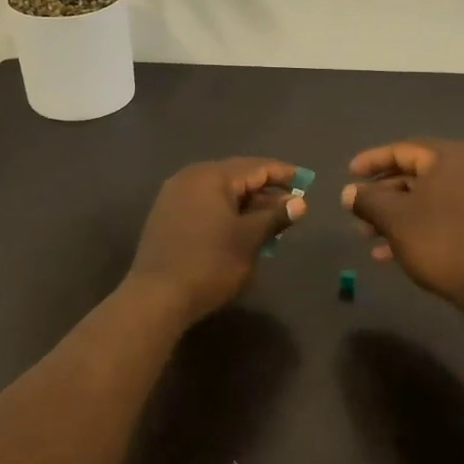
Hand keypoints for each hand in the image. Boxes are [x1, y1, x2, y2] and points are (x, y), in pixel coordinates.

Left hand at [127, 158, 305, 323]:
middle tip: (291, 206)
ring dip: (246, 204)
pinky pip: (204, 205)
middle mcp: (189, 178)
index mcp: (211, 176)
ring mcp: (174, 197)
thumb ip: (275, 216)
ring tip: (270, 220)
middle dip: (265, 190)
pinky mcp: (166, 217)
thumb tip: (299, 203)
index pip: (255, 167)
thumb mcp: (249, 239)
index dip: (283, 173)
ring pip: (219, 192)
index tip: (306, 181)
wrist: (157, 296)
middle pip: (236, 176)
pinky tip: (239, 229)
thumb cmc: (210, 263)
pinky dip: (225, 212)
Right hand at [341, 140, 463, 309]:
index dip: (371, 161)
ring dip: (391, 215)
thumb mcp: (394, 218)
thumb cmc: (438, 240)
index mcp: (448, 157)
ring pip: (422, 199)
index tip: (348, 174)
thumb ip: (367, 201)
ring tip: (364, 235)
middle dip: (379, 194)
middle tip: (355, 209)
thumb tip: (347, 193)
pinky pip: (436, 216)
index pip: (401, 150)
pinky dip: (411, 228)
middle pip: (412, 175)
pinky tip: (385, 253)